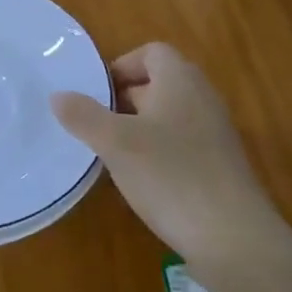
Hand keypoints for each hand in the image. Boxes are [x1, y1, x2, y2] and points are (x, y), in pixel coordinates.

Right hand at [51, 43, 269, 276]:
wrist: (234, 239)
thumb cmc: (171, 176)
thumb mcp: (115, 143)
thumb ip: (84, 116)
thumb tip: (57, 95)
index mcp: (180, 81)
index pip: (153, 52)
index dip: (123, 66)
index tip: (98, 93)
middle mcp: (203, 99)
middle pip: (161, 82)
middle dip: (127, 98)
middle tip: (98, 122)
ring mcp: (216, 134)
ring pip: (171, 115)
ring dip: (141, 127)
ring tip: (114, 152)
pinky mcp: (221, 167)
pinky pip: (184, 143)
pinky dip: (160, 152)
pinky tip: (143, 180)